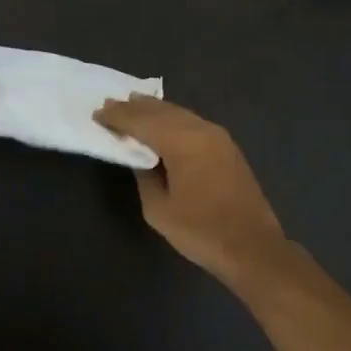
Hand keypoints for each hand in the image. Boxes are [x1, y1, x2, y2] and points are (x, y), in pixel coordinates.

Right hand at [93, 95, 287, 283]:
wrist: (252, 247)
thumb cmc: (201, 231)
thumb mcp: (158, 209)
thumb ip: (145, 177)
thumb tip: (140, 159)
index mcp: (182, 142)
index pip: (142, 121)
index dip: (118, 117)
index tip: (98, 113)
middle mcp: (201, 130)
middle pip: (162, 111)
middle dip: (135, 107)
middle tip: (111, 103)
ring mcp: (218, 137)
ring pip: (180, 114)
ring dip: (155, 110)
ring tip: (133, 104)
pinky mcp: (228, 148)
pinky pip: (193, 123)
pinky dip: (173, 119)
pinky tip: (164, 122)